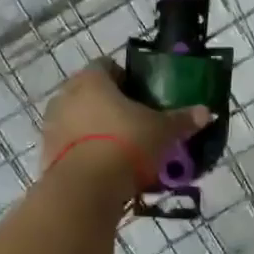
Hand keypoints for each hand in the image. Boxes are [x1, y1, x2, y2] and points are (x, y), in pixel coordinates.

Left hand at [41, 61, 210, 195]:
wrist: (86, 188)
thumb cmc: (126, 144)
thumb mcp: (163, 132)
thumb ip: (182, 120)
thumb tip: (206, 112)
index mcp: (92, 80)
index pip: (106, 66)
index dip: (124, 78)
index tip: (140, 95)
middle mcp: (66, 95)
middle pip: (88, 93)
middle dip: (108, 105)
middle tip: (133, 123)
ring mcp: (51, 125)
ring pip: (76, 120)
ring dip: (93, 129)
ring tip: (118, 149)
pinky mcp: (46, 154)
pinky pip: (68, 146)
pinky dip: (83, 152)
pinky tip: (102, 169)